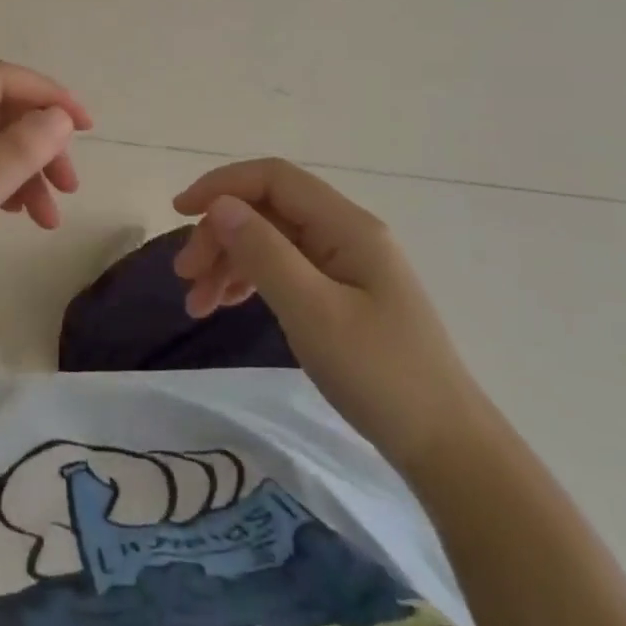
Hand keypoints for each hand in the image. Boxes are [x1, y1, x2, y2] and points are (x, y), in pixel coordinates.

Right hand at [172, 159, 480, 467]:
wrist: (445, 447)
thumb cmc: (380, 376)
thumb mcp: (313, 313)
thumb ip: (264, 253)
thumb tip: (220, 205)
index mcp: (346, 226)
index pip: (274, 178)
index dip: (222, 185)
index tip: (179, 213)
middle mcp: (345, 233)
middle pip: (268, 210)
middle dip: (220, 233)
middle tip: (185, 277)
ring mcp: (345, 264)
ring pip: (271, 240)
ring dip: (229, 261)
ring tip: (196, 303)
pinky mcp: (342, 293)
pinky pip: (284, 268)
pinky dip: (250, 280)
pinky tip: (226, 304)